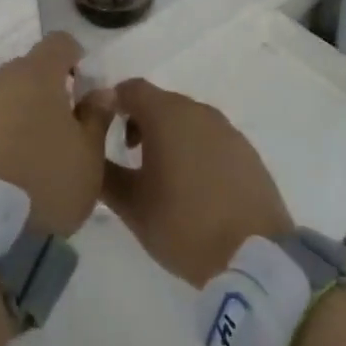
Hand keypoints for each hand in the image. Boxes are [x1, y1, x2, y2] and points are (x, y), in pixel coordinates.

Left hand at [0, 32, 114, 238]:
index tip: (84, 87)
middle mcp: (1, 78)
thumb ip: (97, 117)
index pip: (60, 43)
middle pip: (30, 70)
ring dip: (20, 112)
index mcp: (38, 74)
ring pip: (5, 96)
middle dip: (48, 90)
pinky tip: (7, 166)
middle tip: (63, 127)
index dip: (75, 58)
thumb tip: (100, 92)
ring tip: (33, 152)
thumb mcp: (89, 156)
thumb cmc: (45, 180)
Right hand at [99, 80, 292, 285]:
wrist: (255, 256)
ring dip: (169, 136)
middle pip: (160, 102)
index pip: (130, 89)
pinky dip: (195, 149)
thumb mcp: (132, 205)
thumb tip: (89, 154)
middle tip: (127, 156)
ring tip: (161, 175)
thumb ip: (104, 174)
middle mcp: (199, 111)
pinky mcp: (247, 152)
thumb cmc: (184, 225)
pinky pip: (210, 138)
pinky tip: (194, 185)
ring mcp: (228, 130)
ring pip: (187, 120)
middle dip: (139, 121)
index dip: (110, 103)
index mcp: (167, 115)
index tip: (99, 129)